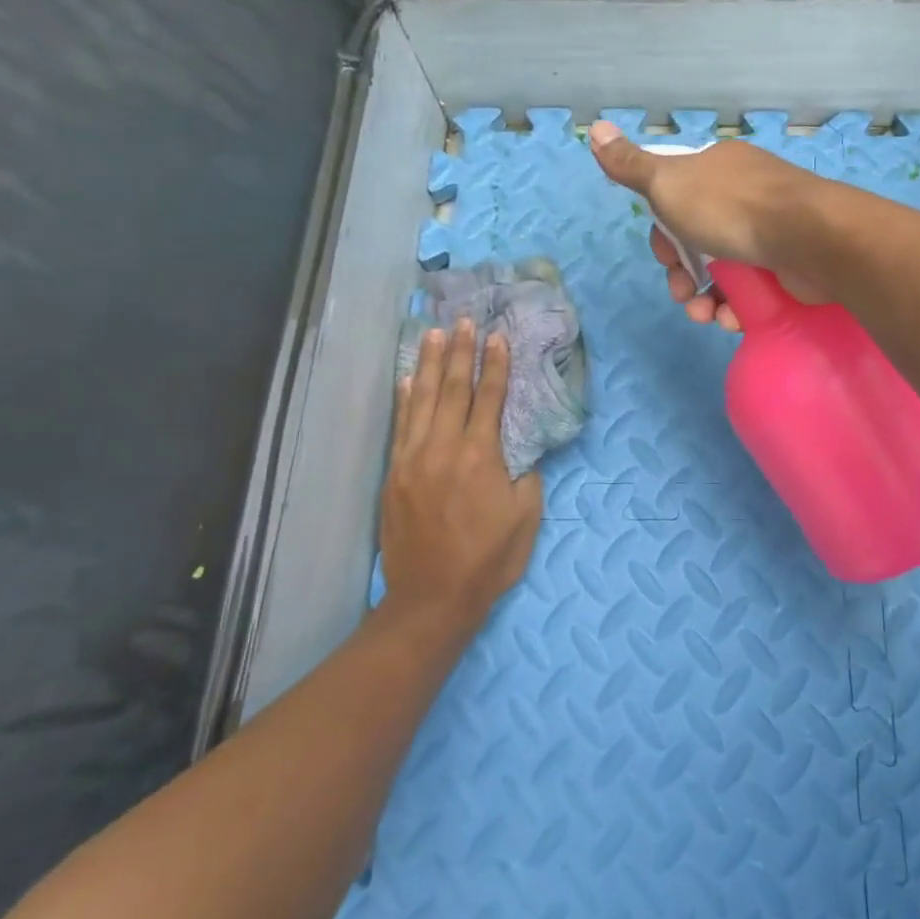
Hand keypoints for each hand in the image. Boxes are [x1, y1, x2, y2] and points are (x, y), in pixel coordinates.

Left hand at [379, 320, 541, 634]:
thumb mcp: (526, 517)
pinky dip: (403, 400)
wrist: (432, 598)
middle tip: (464, 320)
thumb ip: (525, 476)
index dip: (495, 365)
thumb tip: (520, 451)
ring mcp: (413, 459)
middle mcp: (443, 448)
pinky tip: (405, 379)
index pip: (489, 398)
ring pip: (421, 401)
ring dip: (427, 364)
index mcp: (481, 457)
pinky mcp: (394, 474)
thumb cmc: (489, 559)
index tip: (497, 337)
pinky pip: (399, 426)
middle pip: (452, 389)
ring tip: (432, 333)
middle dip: (460, 352)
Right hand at [589, 121, 829, 331]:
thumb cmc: (731, 208)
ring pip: (724, 270)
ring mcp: (770, 230)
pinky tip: (732, 320)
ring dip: (706, 299)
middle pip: (698, 240)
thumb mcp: (669, 183)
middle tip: (684, 293)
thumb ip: (631, 166)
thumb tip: (594, 129)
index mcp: (716, 170)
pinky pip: (752, 289)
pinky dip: (737, 307)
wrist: (809, 237)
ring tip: (706, 317)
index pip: (676, 201)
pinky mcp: (788, 265)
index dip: (664, 234)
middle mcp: (744, 195)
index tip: (665, 256)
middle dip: (683, 273)